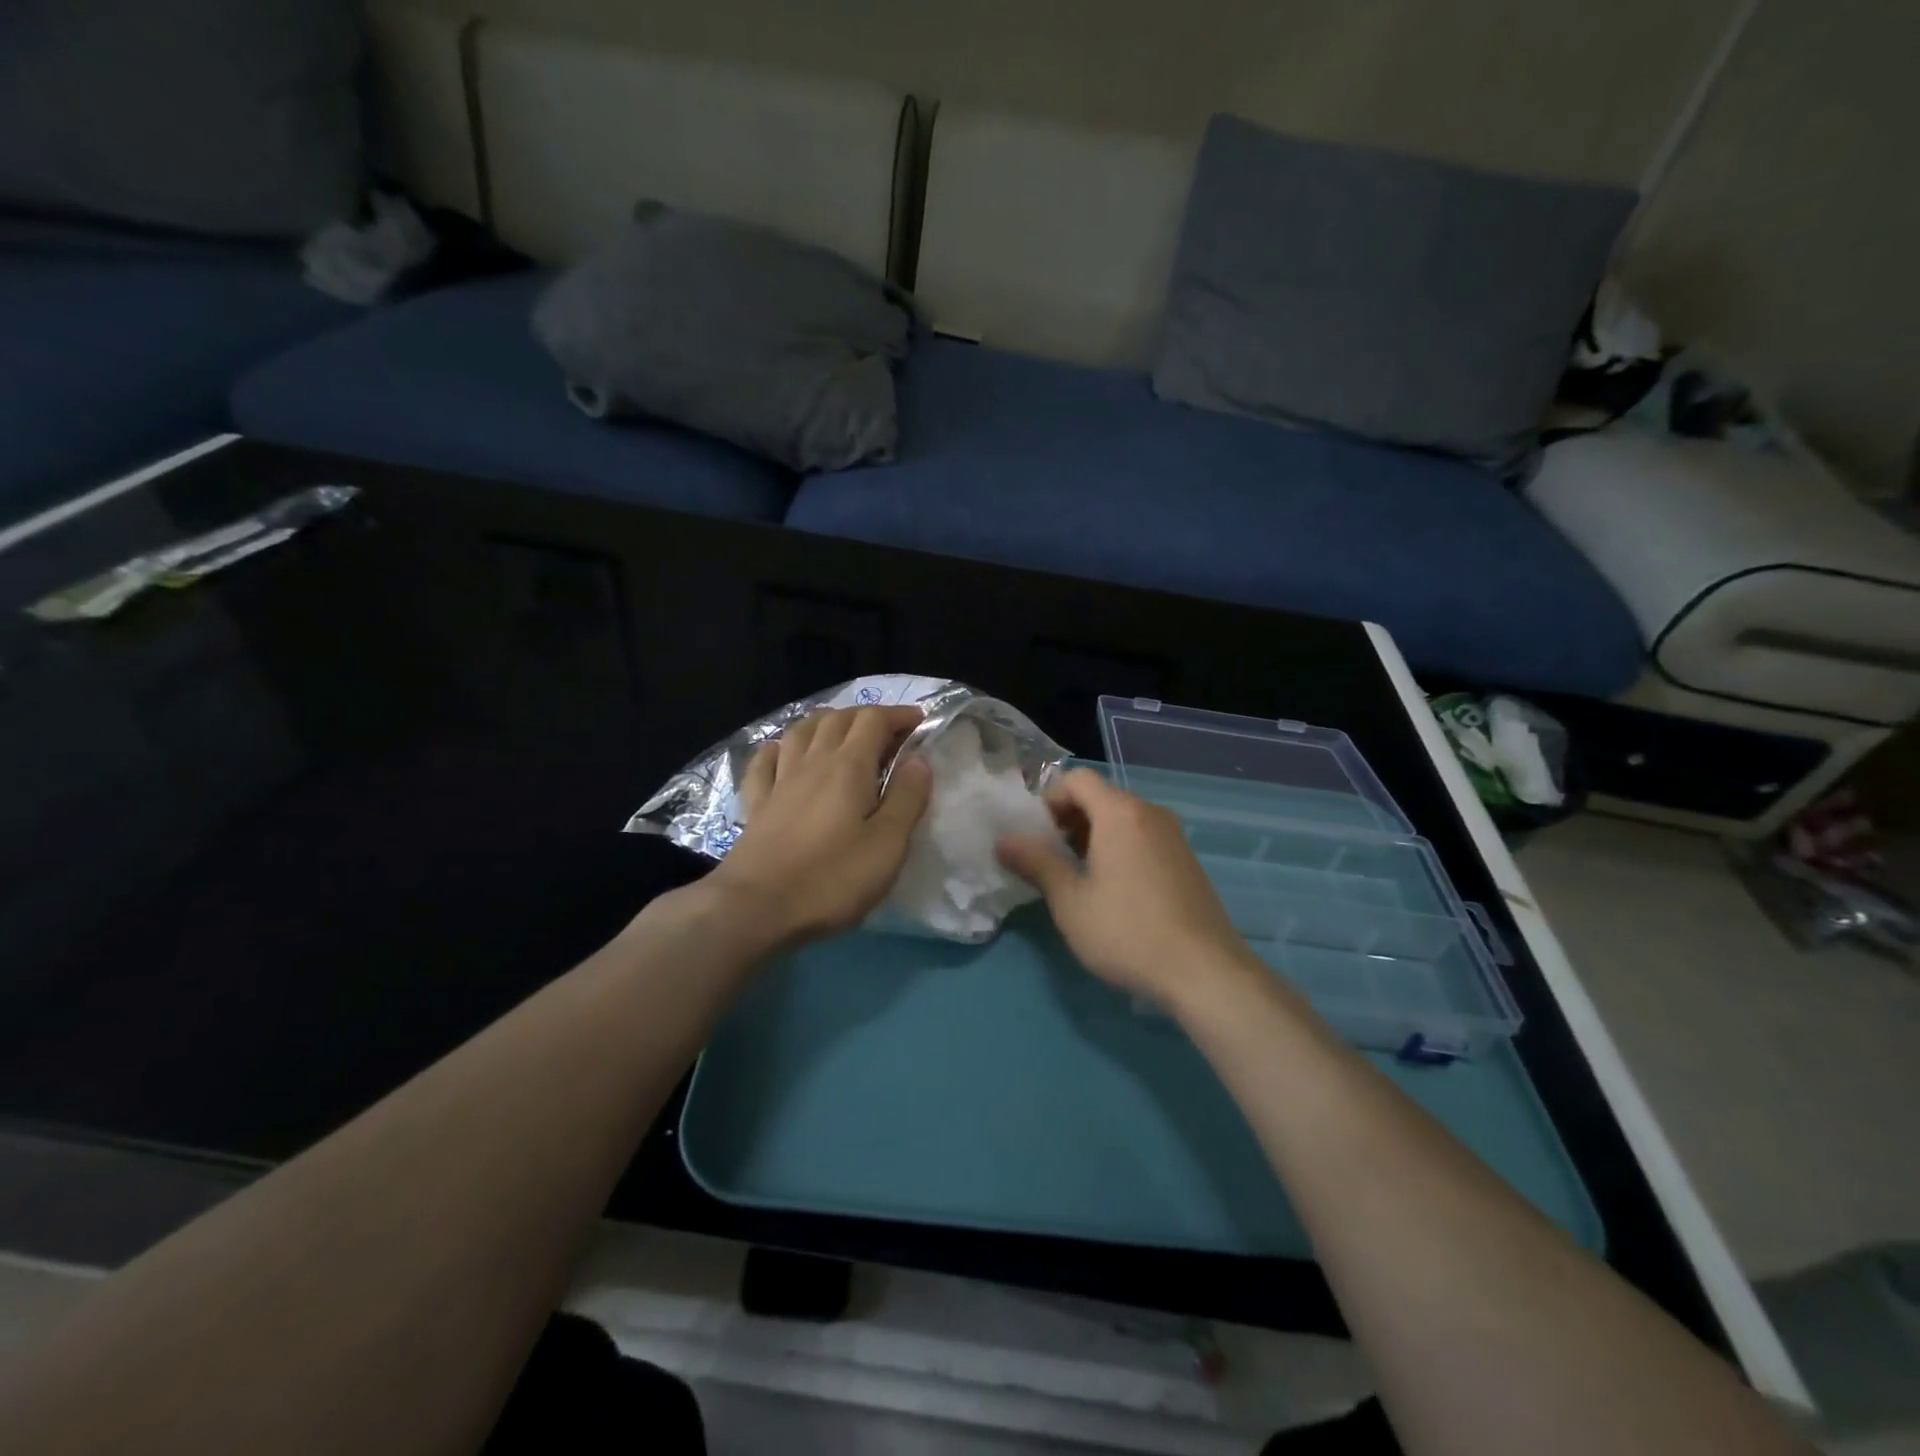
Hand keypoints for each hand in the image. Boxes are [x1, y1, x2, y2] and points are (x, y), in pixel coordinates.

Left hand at [705, 705, 931, 949]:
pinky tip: (783, 752)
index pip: (874, 720)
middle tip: (888, 732)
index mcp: (848, 767)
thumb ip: (906, 798)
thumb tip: (919, 759)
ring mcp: (779, 781)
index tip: (920, 722)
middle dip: (866, 716)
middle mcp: (812, 761)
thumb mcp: (887, 845)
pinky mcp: (756, 803)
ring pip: (801, 732)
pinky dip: (779, 748)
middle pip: (838, 719)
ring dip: (825, 722)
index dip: (898, 715)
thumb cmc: (832, 878)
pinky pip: (765, 761)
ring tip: (841, 731)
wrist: (756, 907)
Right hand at [996, 769, 1264, 1011]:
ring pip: (1122, 818)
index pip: (1077, 779)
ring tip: (1077, 876)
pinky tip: (1113, 890)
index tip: (1035, 835)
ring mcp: (1173, 835)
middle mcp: (1149, 813)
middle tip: (1049, 858)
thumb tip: (1004, 839)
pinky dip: (1119, 847)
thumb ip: (1036, 863)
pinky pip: (1142, 837)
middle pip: (1100, 796)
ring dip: (1093, 835)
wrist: (1205, 971)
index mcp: (1120, 812)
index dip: (1049, 799)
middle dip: (1068, 819)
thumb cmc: (1127, 931)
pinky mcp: (1186, 859)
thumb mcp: (1070, 901)